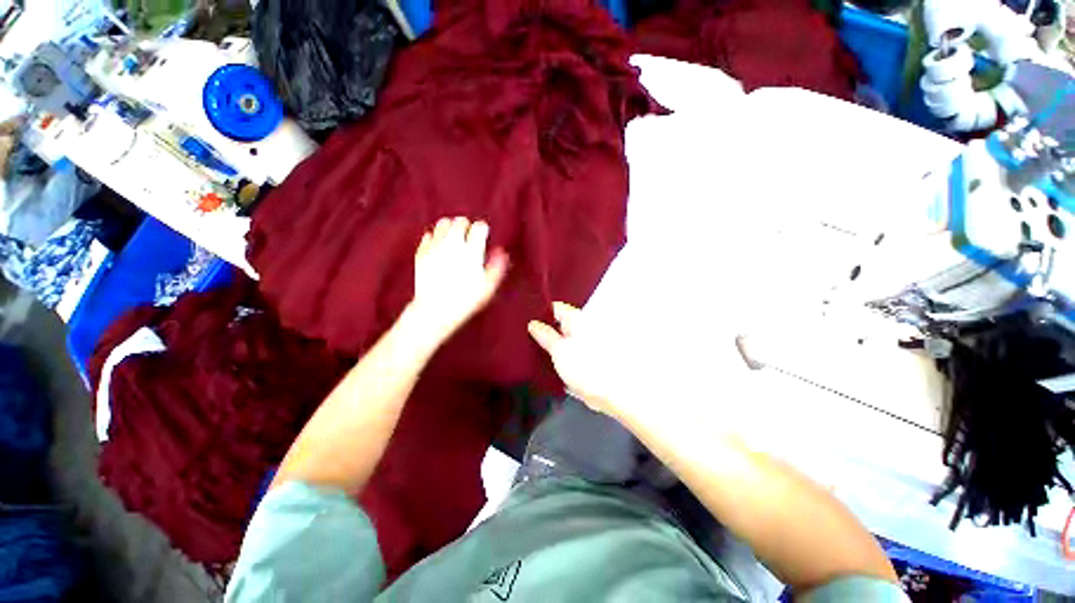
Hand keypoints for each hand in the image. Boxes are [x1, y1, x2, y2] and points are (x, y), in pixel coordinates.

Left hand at [407, 217, 508, 344]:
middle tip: (469, 236)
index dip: (483, 230)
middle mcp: (453, 244)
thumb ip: (497, 266)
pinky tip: (440, 248)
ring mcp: (435, 247)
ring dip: (450, 227)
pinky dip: (436, 238)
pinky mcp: (422, 252)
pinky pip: (429, 235)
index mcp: (472, 251)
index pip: (479, 226)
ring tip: (454, 239)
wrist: (435, 310)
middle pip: (461, 221)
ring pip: (443, 223)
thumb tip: (501, 252)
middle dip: (467, 226)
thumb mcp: (488, 287)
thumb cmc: (465, 300)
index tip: (483, 236)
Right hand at [528, 303, 625, 417]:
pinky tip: (550, 364)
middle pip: (559, 323)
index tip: (525, 321)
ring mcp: (587, 343)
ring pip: (564, 338)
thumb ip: (545, 335)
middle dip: (544, 330)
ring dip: (552, 344)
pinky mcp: (589, 358)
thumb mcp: (559, 350)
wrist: (614, 393)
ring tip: (535, 351)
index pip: (555, 307)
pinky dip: (561, 356)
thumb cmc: (587, 368)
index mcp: (577, 319)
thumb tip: (533, 324)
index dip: (539, 312)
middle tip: (526, 338)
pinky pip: (571, 351)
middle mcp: (584, 327)